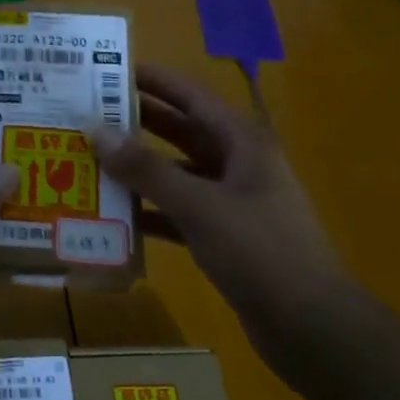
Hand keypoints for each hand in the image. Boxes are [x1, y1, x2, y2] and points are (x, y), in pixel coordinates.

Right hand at [93, 64, 355, 357]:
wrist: (312, 327)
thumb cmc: (261, 252)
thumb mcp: (200, 206)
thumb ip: (146, 170)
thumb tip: (96, 130)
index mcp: (242, 143)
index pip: (191, 96)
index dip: (153, 81)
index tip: (108, 72)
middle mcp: (236, 164)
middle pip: (179, 132)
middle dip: (136, 122)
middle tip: (87, 114)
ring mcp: (230, 202)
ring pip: (175, 173)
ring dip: (137, 169)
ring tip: (90, 160)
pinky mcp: (222, 237)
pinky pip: (176, 212)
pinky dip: (148, 211)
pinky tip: (112, 216)